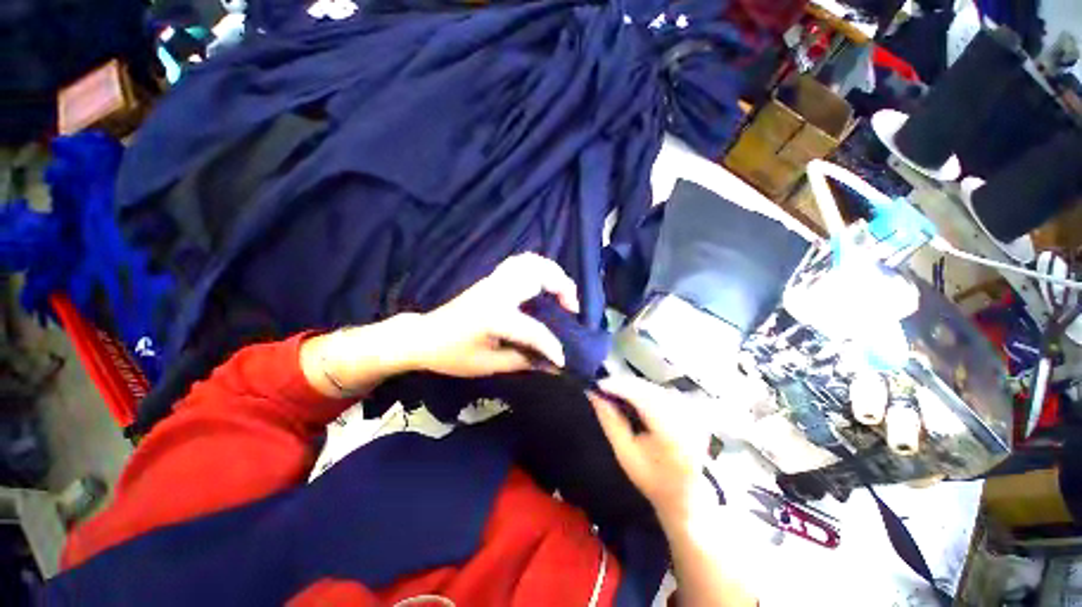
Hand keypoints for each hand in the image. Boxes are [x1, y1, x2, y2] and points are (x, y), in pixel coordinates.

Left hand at [411, 253, 579, 376]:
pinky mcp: (492, 279)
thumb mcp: (488, 365)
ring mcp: (494, 281)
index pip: (534, 329)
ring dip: (552, 272)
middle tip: (571, 309)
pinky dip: (538, 268)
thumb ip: (524, 361)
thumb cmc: (453, 355)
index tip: (563, 360)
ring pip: (530, 262)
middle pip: (538, 275)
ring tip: (562, 293)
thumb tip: (553, 366)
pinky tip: (544, 284)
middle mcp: (497, 292)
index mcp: (495, 316)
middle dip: (563, 288)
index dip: (552, 346)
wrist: (424, 337)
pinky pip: (520, 263)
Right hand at [590, 376, 714, 524]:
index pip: (644, 399)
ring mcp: (691, 412)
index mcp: (672, 433)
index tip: (597, 385)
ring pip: (655, 387)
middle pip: (649, 389)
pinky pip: (662, 391)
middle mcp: (686, 417)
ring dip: (633, 386)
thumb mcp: (625, 453)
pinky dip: (643, 390)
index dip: (620, 387)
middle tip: (602, 386)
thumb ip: (610, 421)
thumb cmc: (652, 478)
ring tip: (613, 390)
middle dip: (624, 384)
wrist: (685, 495)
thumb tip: (594, 394)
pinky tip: (631, 395)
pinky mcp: (690, 409)